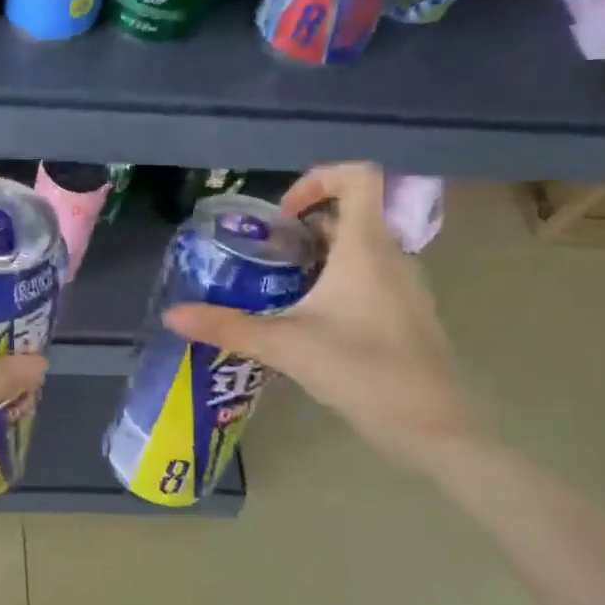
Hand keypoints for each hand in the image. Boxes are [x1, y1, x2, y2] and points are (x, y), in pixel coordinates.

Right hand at [165, 163, 477, 466]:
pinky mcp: (406, 314)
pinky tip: (308, 320)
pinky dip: (336, 281)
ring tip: (278, 287)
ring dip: (318, 256)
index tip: (282, 215)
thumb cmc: (363, 370)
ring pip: (358, 248)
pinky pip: (369, 277)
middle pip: (350, 214)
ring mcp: (404, 286)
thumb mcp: (285, 346)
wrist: (433, 428)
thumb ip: (226, 326)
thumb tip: (171, 315)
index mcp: (366, 247)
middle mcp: (391, 256)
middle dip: (303, 227)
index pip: (359, 176)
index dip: (318, 178)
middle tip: (264, 255)